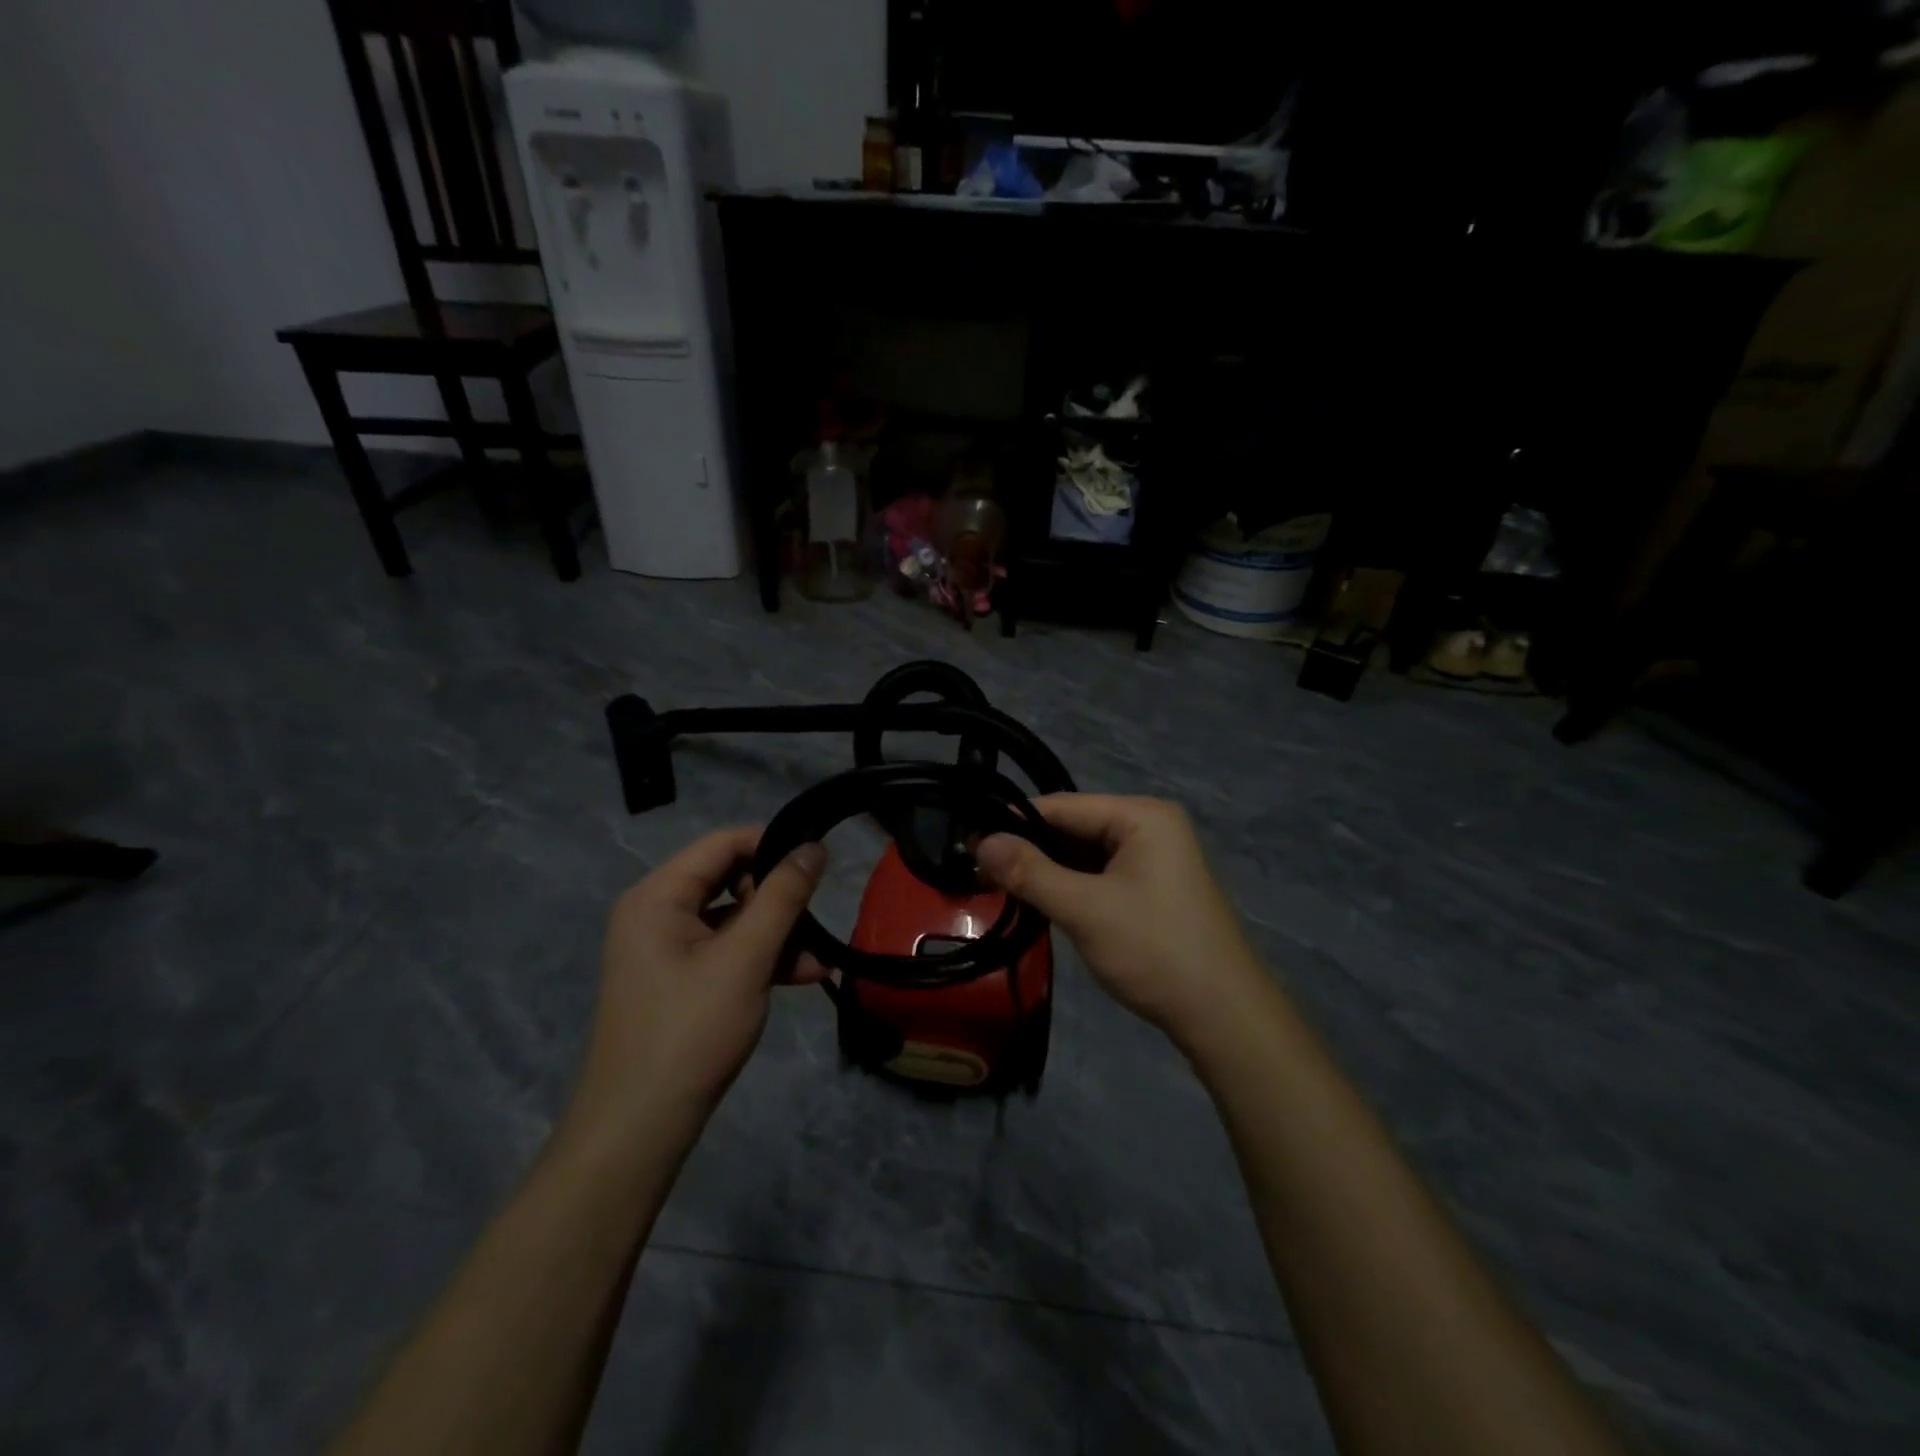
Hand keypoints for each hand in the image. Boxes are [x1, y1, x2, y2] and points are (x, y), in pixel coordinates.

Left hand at [568, 827, 826, 1138]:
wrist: (640, 1128)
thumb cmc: (691, 1031)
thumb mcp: (746, 958)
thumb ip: (783, 897)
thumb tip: (814, 846)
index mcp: (657, 897)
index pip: (721, 844)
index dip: (771, 844)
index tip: (817, 859)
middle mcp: (655, 914)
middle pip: (727, 880)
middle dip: (778, 897)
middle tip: (816, 915)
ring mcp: (665, 950)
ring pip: (732, 919)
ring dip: (777, 934)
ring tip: (820, 960)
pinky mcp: (677, 980)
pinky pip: (724, 950)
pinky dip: (760, 958)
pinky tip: (802, 977)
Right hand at [976, 795, 1264, 1045]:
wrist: (1223, 1016)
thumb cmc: (1154, 950)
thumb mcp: (1085, 909)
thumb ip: (1030, 872)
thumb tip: (980, 841)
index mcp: (1142, 816)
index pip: (1063, 806)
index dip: (1014, 821)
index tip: (969, 842)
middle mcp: (1150, 827)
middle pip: (1074, 827)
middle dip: (1030, 849)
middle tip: (979, 871)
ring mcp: (1154, 859)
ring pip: (1084, 854)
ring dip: (1048, 870)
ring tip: (999, 887)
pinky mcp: (1152, 889)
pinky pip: (1100, 875)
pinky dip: (1070, 886)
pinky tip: (1040, 902)